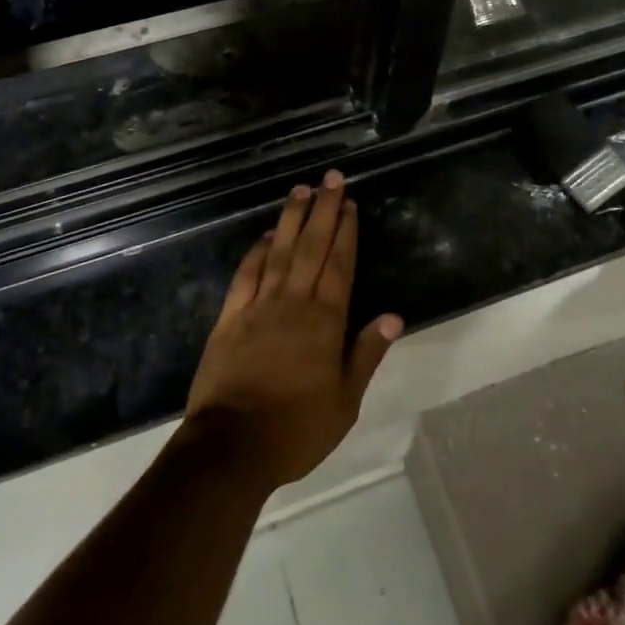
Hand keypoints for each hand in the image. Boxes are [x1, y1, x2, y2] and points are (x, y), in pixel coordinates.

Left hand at [184, 171, 403, 489]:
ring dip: (292, 219)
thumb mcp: (345, 402)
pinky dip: (257, 251)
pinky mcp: (230, 317)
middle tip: (331, 178)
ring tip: (301, 190)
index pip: (339, 265)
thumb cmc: (296, 429)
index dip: (346, 231)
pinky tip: (267, 235)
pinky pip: (246, 275)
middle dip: (324, 210)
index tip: (350, 203)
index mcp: (324, 322)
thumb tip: (393, 316)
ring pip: (279, 252)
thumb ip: (367, 354)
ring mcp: (258, 306)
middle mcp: (293, 303)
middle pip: (312, 247)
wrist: (231, 446)